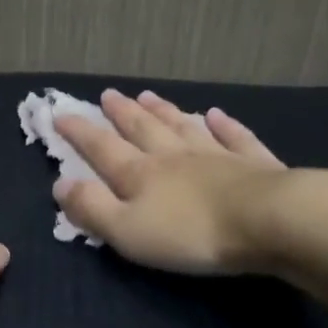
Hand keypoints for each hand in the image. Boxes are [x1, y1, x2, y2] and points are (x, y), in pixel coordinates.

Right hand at [53, 89, 288, 274]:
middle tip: (108, 94)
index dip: (80, 132)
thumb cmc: (190, 233)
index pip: (102, 149)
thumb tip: (60, 183)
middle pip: (143, 129)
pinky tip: (216, 114)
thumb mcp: (127, 230)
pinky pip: (234, 137)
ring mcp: (216, 155)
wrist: (267, 221)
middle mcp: (174, 156)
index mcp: (140, 174)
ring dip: (164, 111)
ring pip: (183, 126)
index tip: (60, 114)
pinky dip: (224, 124)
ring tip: (149, 96)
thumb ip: (92, 208)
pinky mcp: (253, 163)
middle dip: (121, 113)